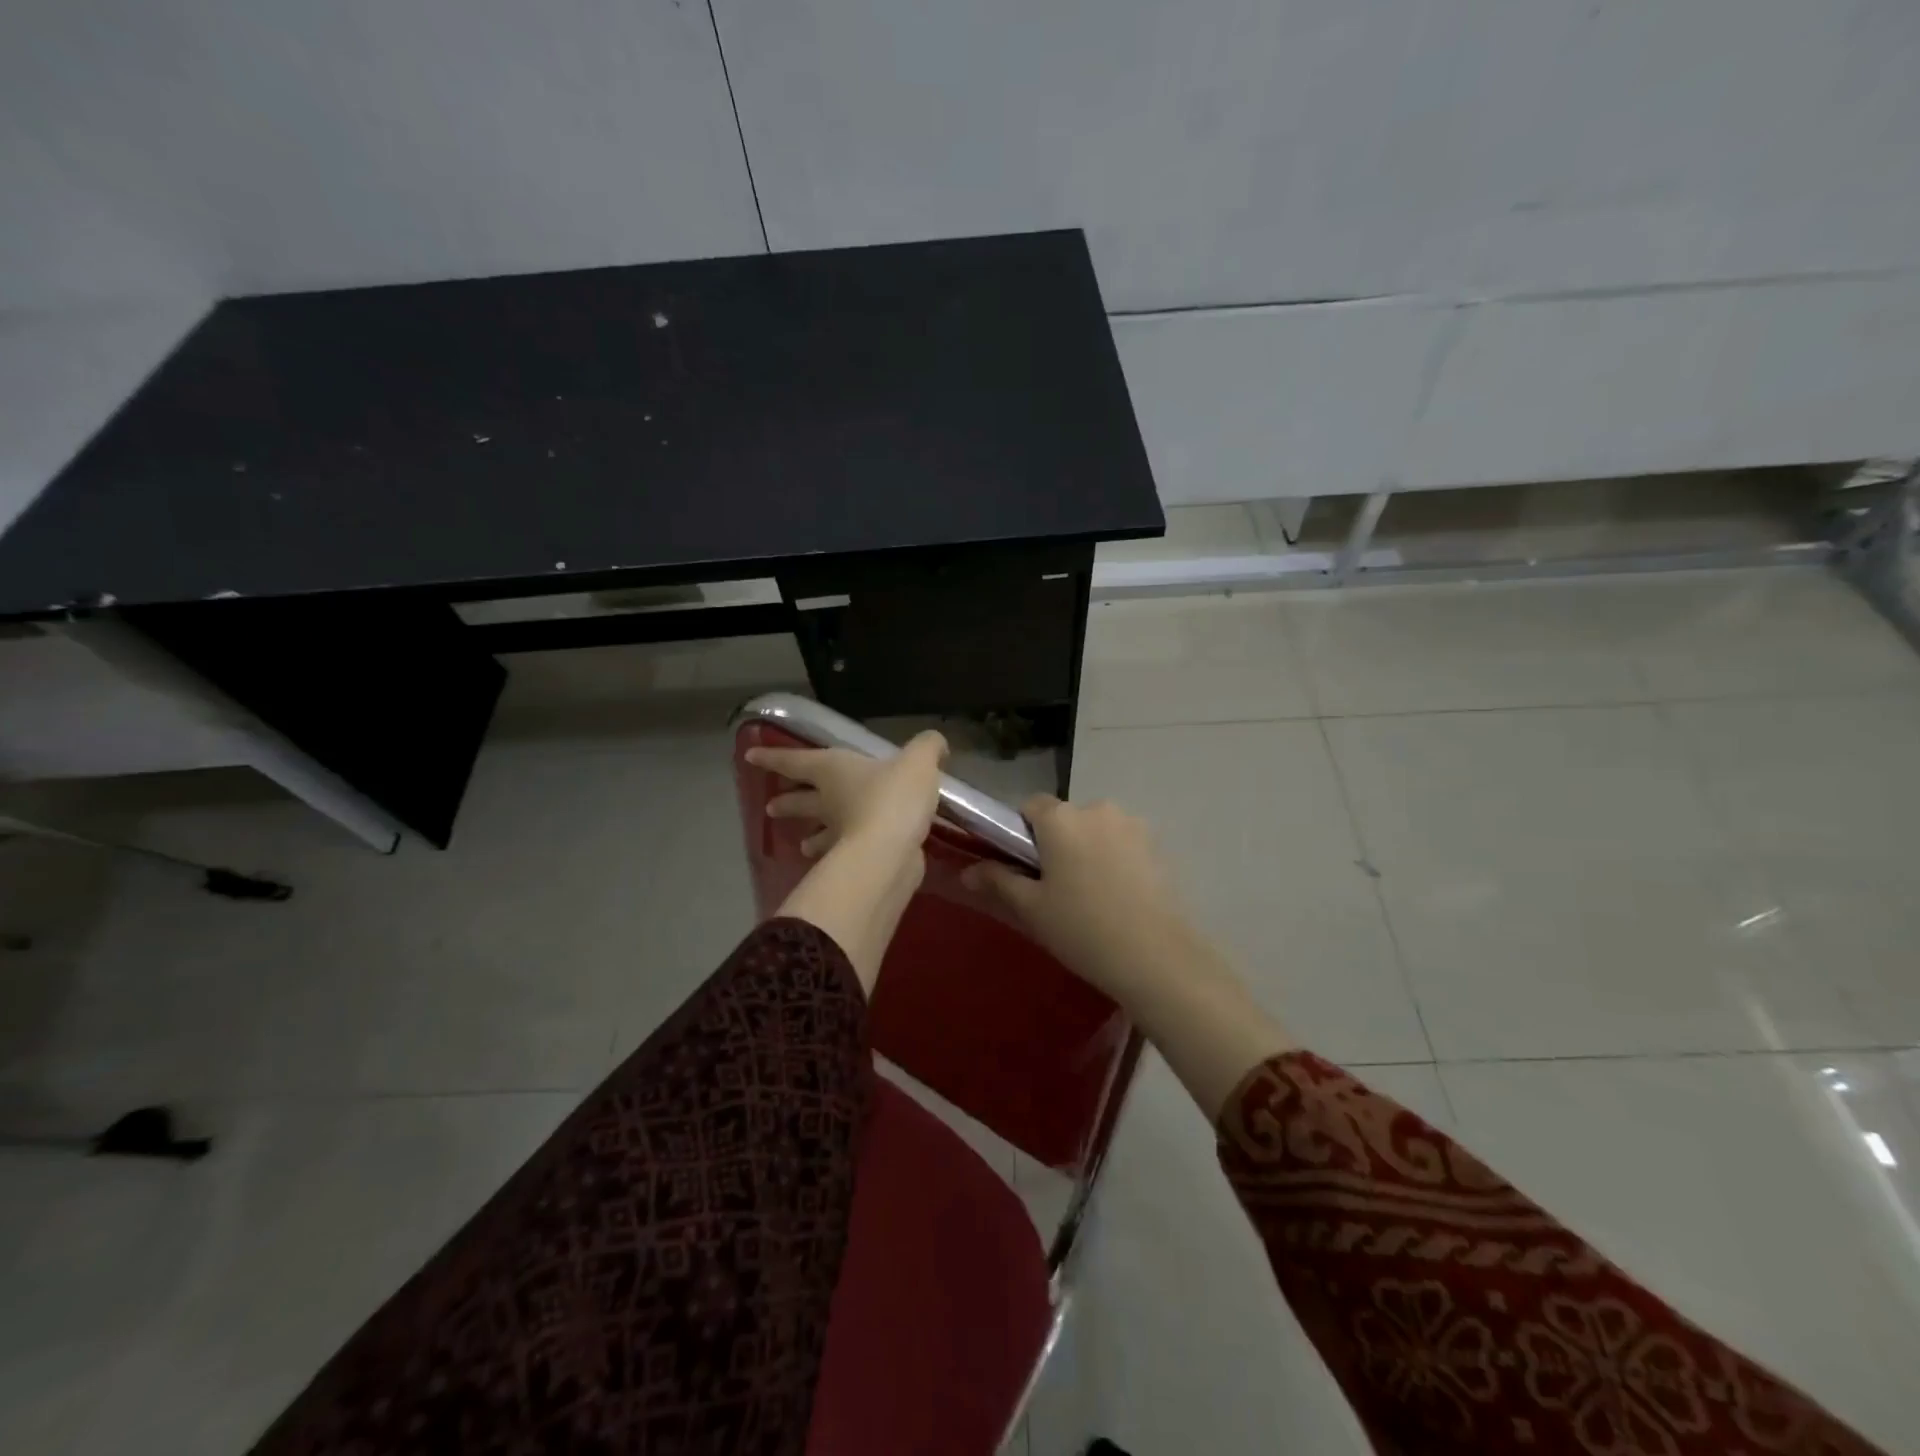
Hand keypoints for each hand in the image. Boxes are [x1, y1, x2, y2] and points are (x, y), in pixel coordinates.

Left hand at [747, 730, 948, 861]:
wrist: (890, 852)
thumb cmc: (894, 796)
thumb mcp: (918, 761)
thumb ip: (927, 748)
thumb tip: (936, 745)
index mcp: (833, 770)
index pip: (797, 761)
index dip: (774, 757)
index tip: (750, 757)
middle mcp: (829, 801)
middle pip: (801, 800)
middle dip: (786, 802)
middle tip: (770, 807)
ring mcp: (837, 835)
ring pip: (818, 832)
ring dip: (810, 837)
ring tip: (802, 845)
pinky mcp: (852, 861)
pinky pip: (841, 855)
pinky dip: (839, 856)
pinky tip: (844, 861)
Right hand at [965, 796, 1293, 1118]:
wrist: (1157, 957)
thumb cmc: (1082, 928)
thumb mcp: (1032, 908)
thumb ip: (998, 881)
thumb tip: (967, 871)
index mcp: (1061, 818)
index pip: (1030, 806)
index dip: (1021, 832)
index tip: (1023, 866)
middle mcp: (1097, 808)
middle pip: (1065, 817)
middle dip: (1056, 842)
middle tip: (1054, 887)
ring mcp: (1133, 825)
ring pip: (1096, 830)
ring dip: (1087, 849)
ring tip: (1090, 895)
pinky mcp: (1158, 845)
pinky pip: (1122, 843)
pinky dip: (1114, 859)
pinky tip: (1117, 897)